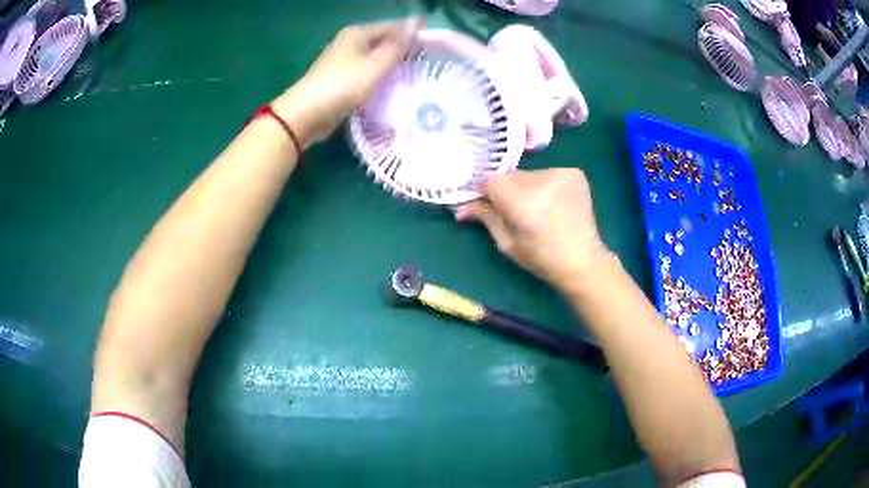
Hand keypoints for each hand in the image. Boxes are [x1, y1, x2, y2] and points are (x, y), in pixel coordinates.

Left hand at [272, 18, 423, 145]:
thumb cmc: (342, 86)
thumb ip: (397, 46)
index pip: (392, 27)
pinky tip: (391, 84)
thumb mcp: (375, 66)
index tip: (435, 43)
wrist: (306, 115)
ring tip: (415, 72)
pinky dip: (380, 74)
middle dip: (404, 48)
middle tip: (428, 60)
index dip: (413, 32)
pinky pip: (366, 71)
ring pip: (375, 56)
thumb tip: (415, 24)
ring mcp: (342, 60)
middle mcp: (349, 42)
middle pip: (383, 40)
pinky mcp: (339, 78)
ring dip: (393, 62)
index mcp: (357, 34)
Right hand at [455, 169, 611, 289]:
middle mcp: (542, 181)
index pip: (491, 182)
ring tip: (535, 208)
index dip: (485, 192)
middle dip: (505, 191)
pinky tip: (551, 202)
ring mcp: (561, 174)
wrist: (583, 261)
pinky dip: (543, 185)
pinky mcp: (574, 173)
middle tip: (511, 210)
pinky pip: (547, 174)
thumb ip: (486, 217)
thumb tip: (460, 207)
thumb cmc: (542, 258)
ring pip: (528, 175)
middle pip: (510, 176)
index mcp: (522, 202)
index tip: (484, 204)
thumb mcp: (507, 243)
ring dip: (525, 187)